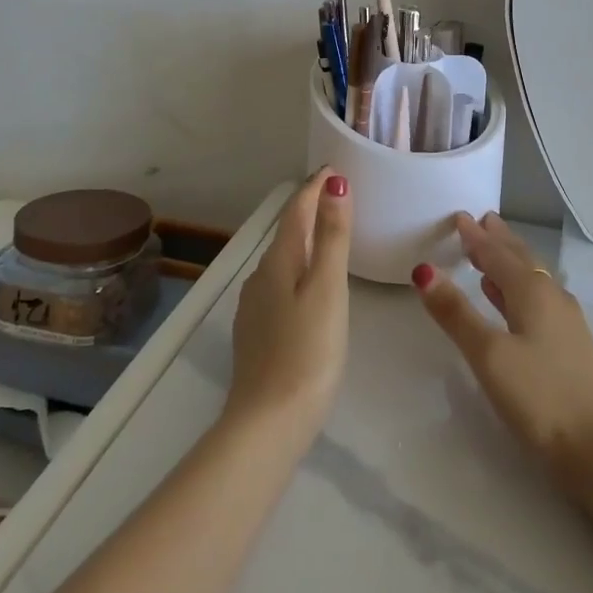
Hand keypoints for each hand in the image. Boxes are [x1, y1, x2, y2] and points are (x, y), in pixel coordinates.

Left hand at [225, 169, 352, 444]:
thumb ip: (332, 237)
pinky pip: (280, 282)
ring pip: (283, 258)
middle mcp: (261, 276)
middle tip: (337, 195)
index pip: (296, 210)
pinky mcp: (258, 331)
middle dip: (310, 209)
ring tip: (329, 234)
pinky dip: (298, 267)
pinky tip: (309, 283)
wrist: (267, 423)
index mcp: (279, 261)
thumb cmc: (308, 351)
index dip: (315, 187)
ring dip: (304, 238)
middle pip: (288, 231)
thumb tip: (334, 185)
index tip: (334, 169)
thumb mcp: (328, 289)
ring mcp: (255, 305)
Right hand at [412, 212, 592, 477]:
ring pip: (531, 279)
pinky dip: (518, 290)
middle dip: (498, 240)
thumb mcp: (488, 354)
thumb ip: (456, 313)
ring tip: (489, 254)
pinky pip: (538, 300)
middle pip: (520, 259)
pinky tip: (509, 302)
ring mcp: (565, 322)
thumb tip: (424, 270)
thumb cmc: (540, 396)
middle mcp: (552, 297)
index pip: (498, 253)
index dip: (476, 236)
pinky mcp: (570, 347)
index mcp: (533, 291)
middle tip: (481, 221)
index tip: (459, 216)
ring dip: (509, 263)